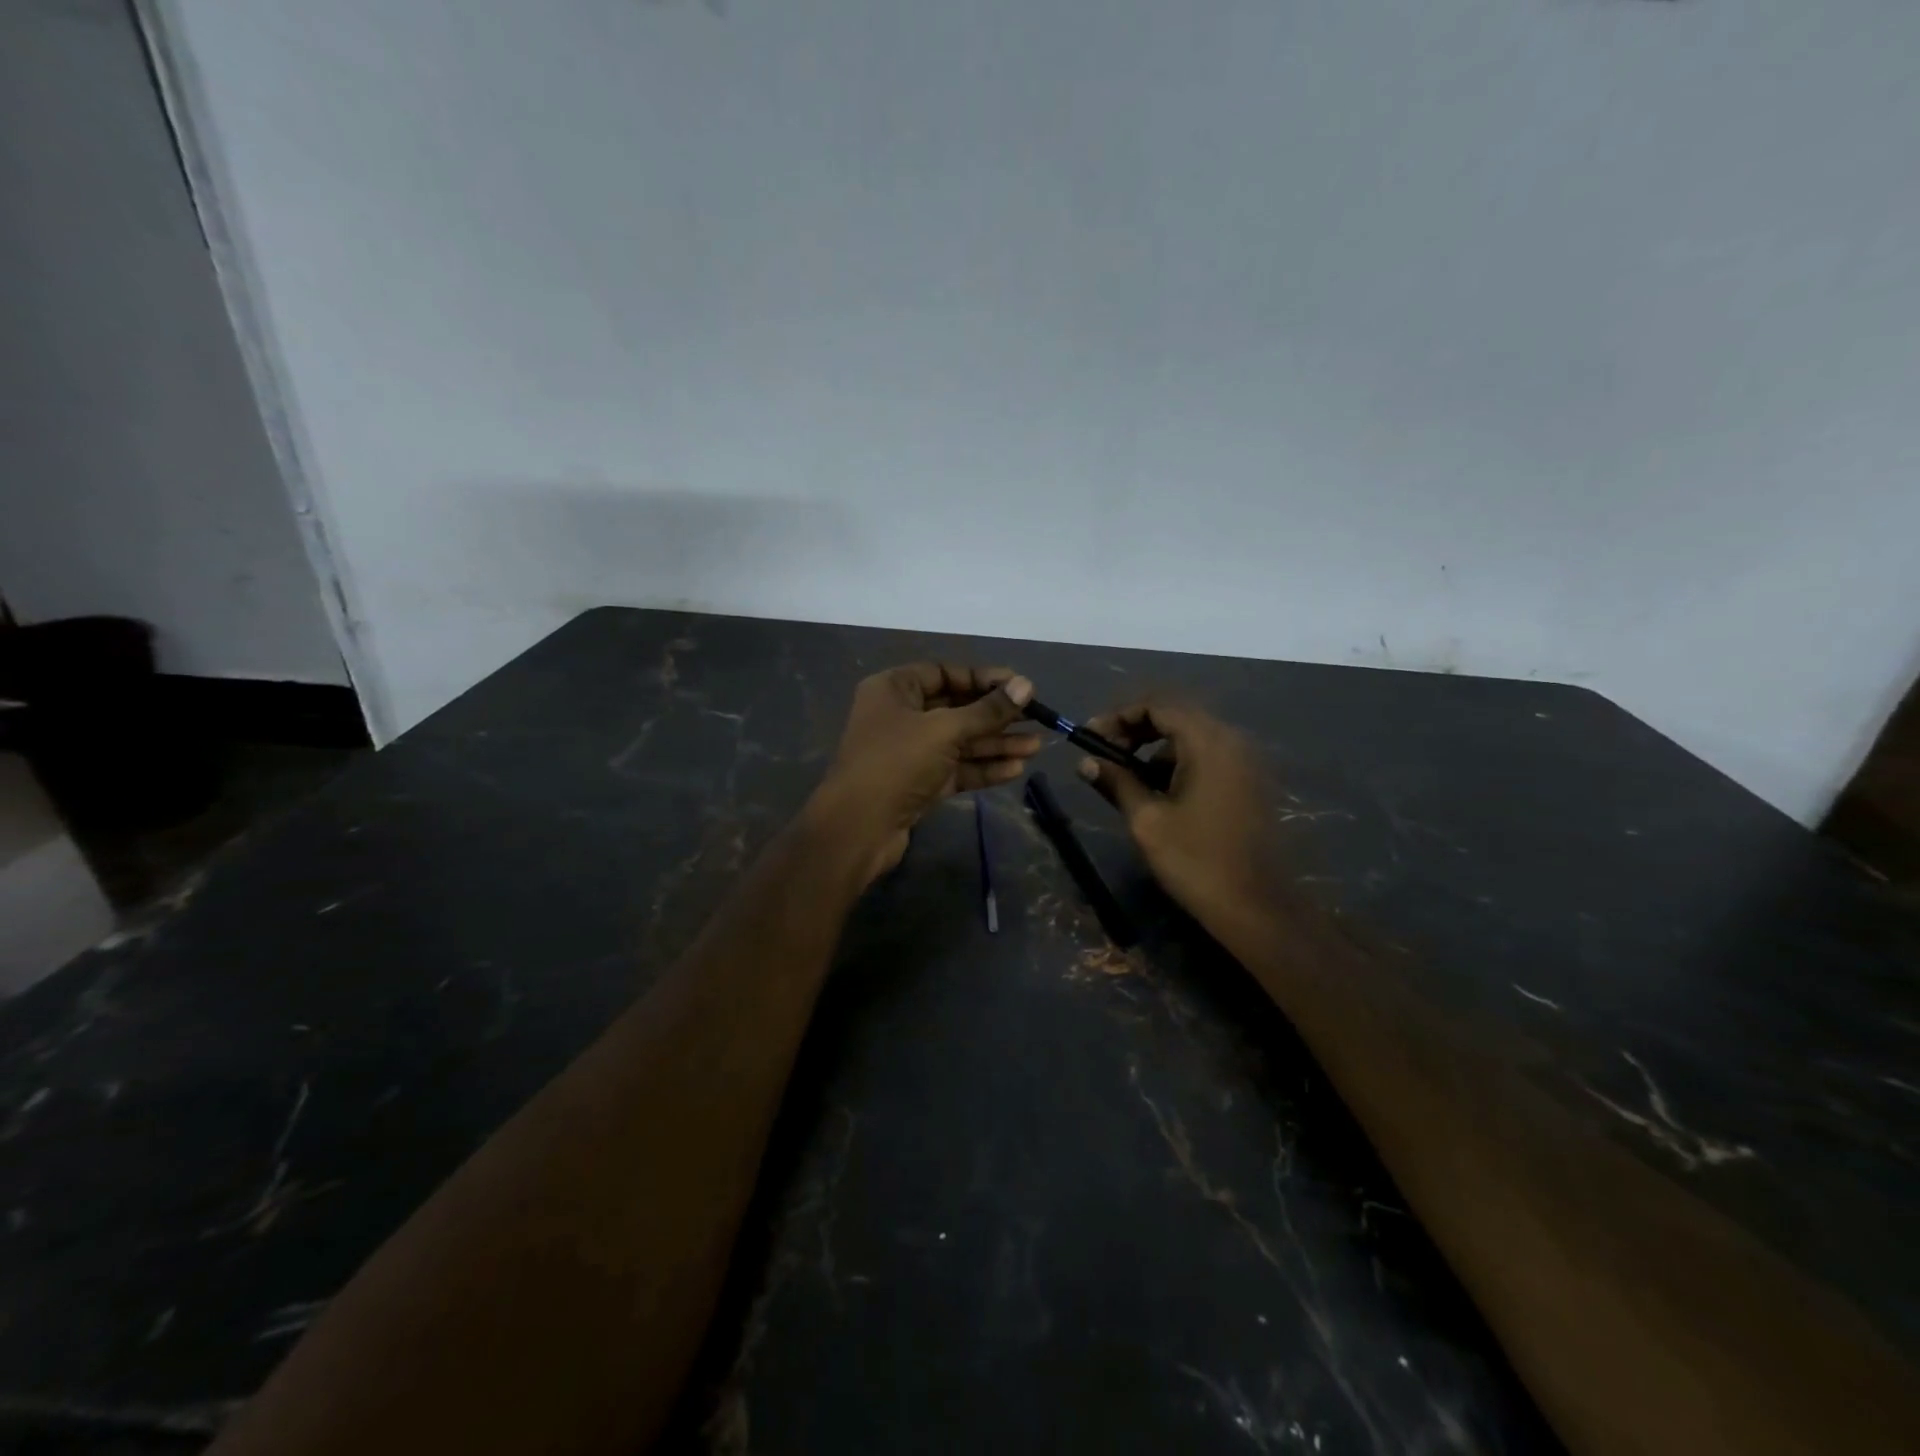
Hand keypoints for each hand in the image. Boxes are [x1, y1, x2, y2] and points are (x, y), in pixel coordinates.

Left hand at [811, 662, 1039, 884]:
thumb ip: (987, 710)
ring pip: (960, 742)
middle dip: (996, 716)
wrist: (858, 828)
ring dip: (996, 744)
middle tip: (1036, 718)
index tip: (1020, 687)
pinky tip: (1015, 768)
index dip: (983, 679)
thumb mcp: (945, 730)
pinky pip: (956, 768)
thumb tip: (1026, 686)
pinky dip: (983, 768)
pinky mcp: (918, 783)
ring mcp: (909, 752)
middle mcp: (900, 716)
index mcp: (894, 689)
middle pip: (956, 708)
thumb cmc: (896, 763)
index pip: (945, 673)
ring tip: (1036, 746)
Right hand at [1077, 700, 1276, 927]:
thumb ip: (1116, 781)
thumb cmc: (1196, 861)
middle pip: (1176, 715)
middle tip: (1104, 753)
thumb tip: (1085, 761)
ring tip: (1126, 778)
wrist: (1256, 908)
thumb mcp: (1147, 820)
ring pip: (1192, 736)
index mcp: (1208, 742)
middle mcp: (1232, 740)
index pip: (1158, 705)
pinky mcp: (1249, 782)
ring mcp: (1246, 761)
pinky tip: (1159, 793)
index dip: (1119, 715)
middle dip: (1135, 729)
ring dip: (1155, 748)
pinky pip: (1208, 756)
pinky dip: (1178, 763)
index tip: (1090, 737)